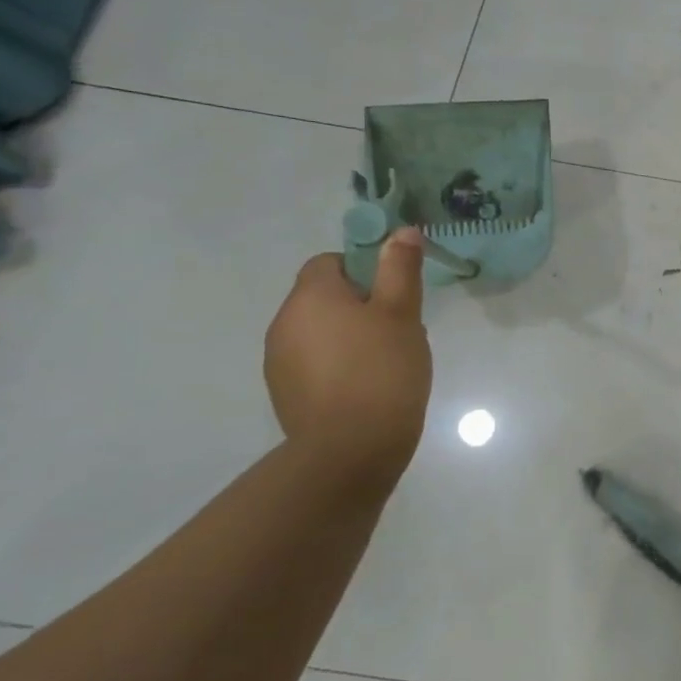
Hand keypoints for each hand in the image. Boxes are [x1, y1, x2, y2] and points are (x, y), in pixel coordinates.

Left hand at [264, 229, 433, 477]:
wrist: (350, 449)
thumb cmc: (382, 370)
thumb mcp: (402, 313)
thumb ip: (399, 269)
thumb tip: (401, 231)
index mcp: (310, 297)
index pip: (329, 262)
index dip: (363, 269)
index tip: (394, 292)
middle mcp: (284, 322)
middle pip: (323, 297)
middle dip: (361, 305)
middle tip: (400, 327)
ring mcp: (279, 361)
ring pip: (320, 331)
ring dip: (349, 335)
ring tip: (387, 359)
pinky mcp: (284, 392)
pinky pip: (314, 362)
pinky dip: (338, 364)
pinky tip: (367, 385)